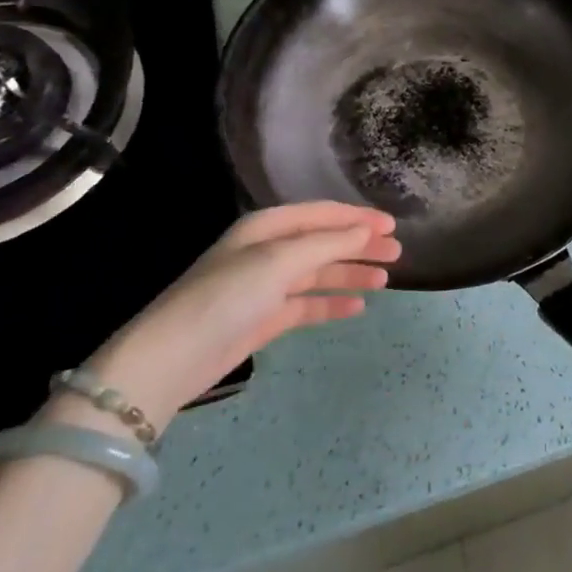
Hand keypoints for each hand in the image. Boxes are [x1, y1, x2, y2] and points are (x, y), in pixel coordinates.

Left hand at [78, 203, 399, 430]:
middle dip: (360, 245)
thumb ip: (326, 244)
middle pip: (324, 242)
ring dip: (351, 273)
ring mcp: (265, 286)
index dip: (358, 218)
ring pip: (319, 273)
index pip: (322, 214)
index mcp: (267, 227)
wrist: (173, 357)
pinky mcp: (264, 319)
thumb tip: (365, 232)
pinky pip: (307, 304)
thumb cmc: (227, 296)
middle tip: (397, 252)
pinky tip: (357, 307)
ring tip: (386, 279)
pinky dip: (332, 304)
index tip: (393, 225)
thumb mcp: (279, 261)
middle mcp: (267, 251)